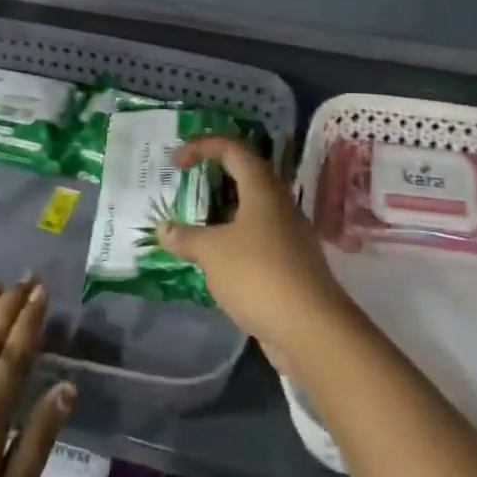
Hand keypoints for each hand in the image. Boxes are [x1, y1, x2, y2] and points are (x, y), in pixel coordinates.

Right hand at [157, 137, 356, 365]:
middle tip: (185, 189)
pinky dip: (233, 241)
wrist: (311, 329)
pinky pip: (257, 239)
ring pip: (251, 211)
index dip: (202, 147)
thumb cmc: (258, 274)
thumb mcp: (212, 252)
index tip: (175, 163)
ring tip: (194, 225)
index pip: (232, 149)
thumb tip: (164, 229)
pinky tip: (215, 261)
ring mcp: (289, 235)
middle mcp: (279, 204)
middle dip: (213, 178)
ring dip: (223, 213)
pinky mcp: (290, 264)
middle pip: (245, 177)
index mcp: (262, 189)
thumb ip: (186, 237)